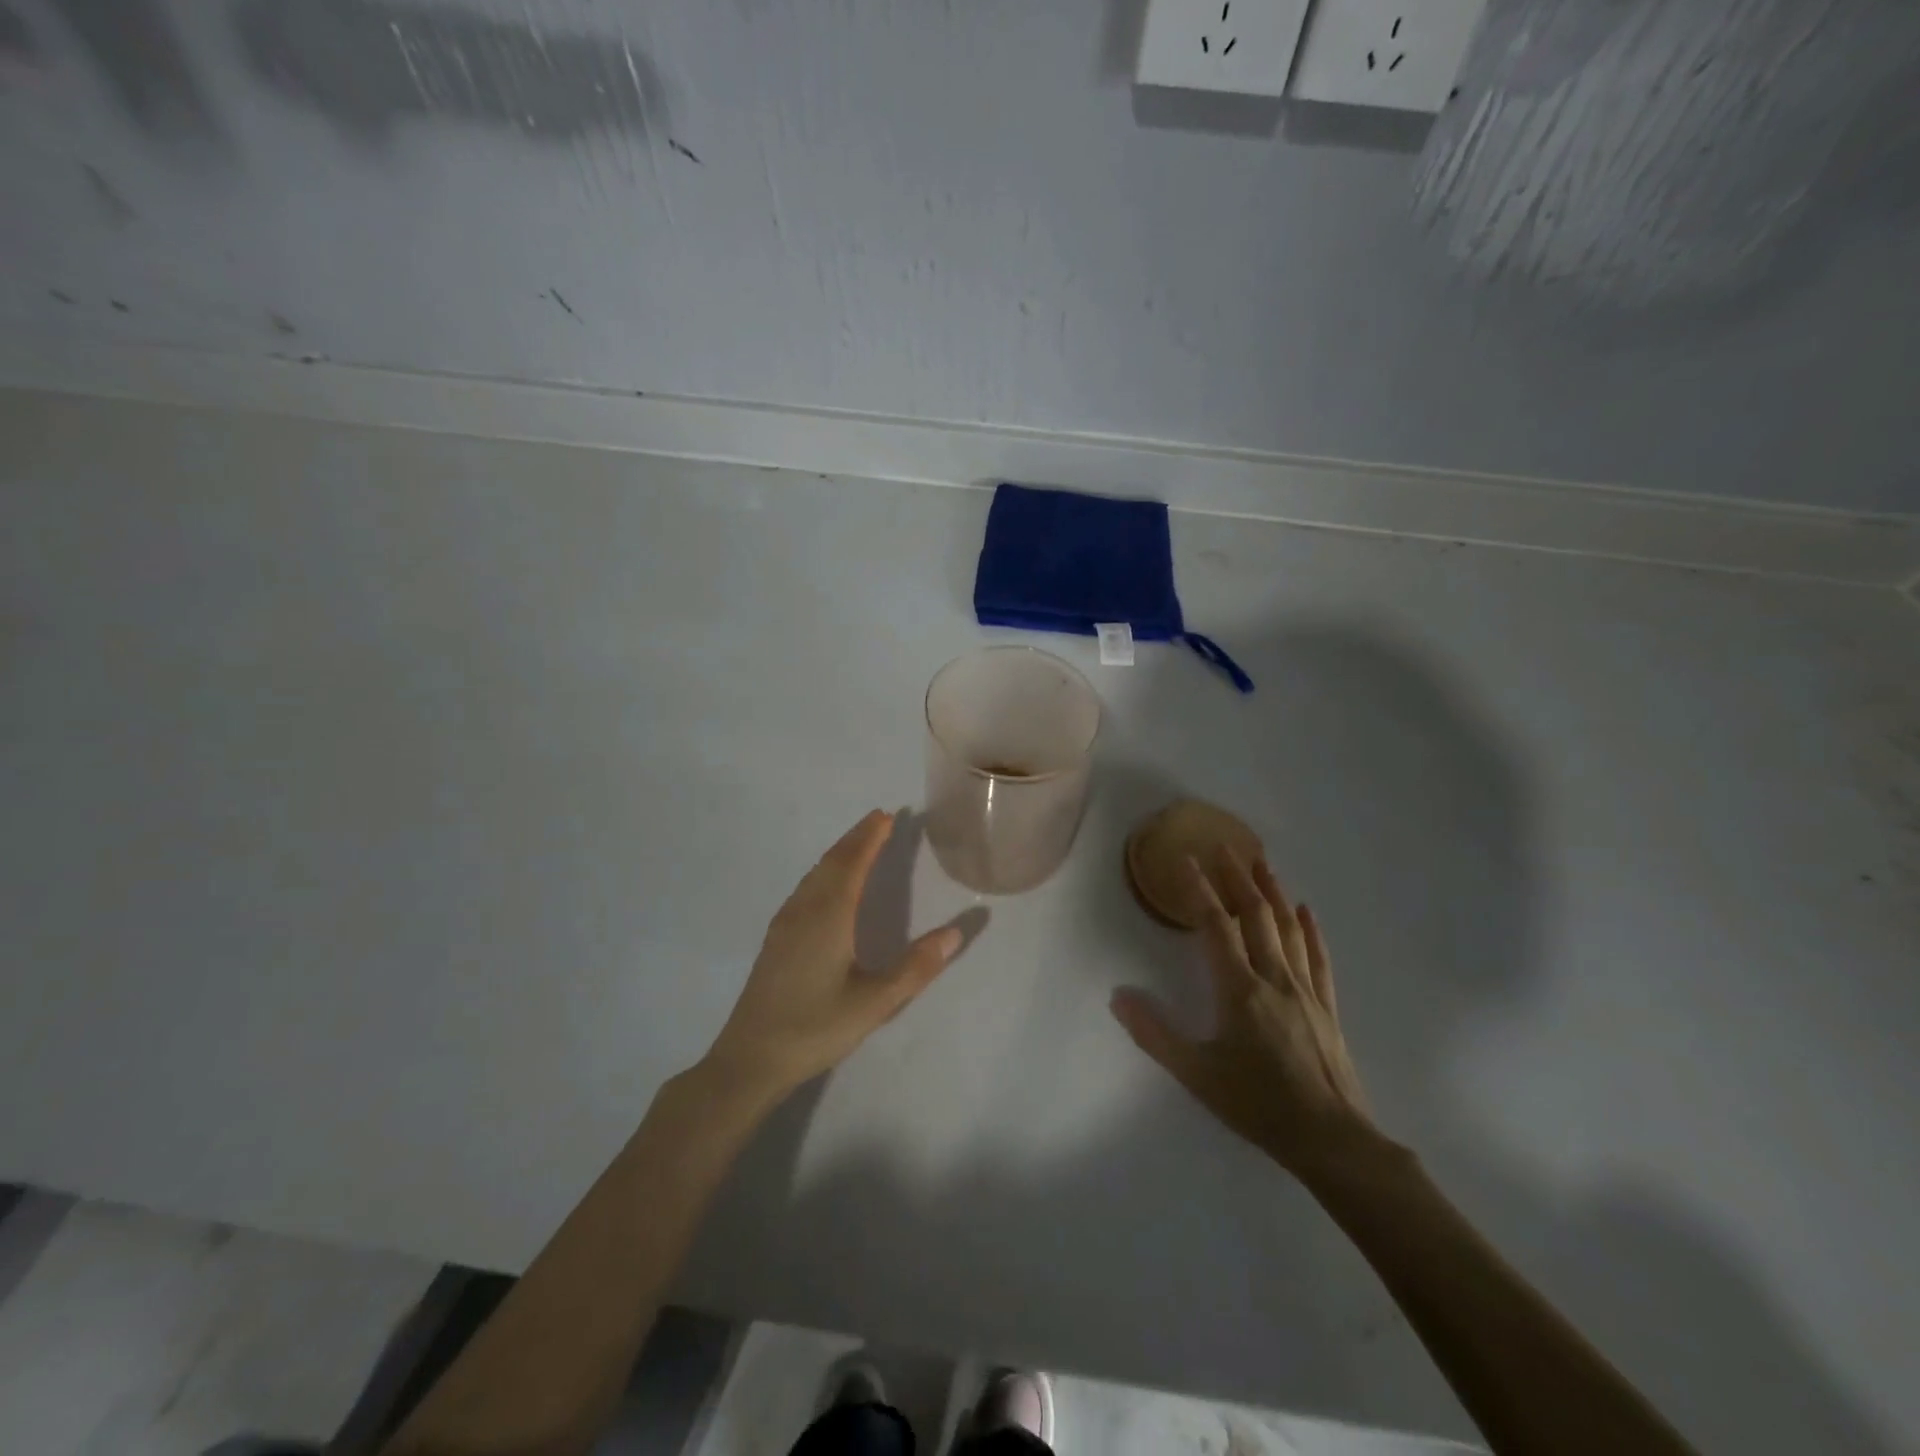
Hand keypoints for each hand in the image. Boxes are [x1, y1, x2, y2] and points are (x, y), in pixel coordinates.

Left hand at [703, 810, 963, 1103]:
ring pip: (814, 874)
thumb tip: (956, 932)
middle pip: (832, 861)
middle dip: (856, 838)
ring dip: (838, 852)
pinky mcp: (775, 939)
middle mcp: (805, 910)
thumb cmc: (816, 1028)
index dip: (870, 838)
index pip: (853, 863)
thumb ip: (916, 967)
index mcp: (829, 916)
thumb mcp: (875, 1003)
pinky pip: (804, 888)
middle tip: (878, 819)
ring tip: (858, 843)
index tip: (887, 815)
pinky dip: (823, 871)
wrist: (750, 1058)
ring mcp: (785, 923)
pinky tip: (825, 885)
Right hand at [1111, 849, 1382, 1181]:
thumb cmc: (1258, 1105)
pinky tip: (1307, 911)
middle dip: (1238, 877)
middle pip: (1257, 915)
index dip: (1200, 890)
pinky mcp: (1327, 1007)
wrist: (1332, 1140)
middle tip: (1225, 846)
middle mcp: (1274, 978)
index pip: (1216, 926)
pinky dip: (1311, 930)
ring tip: (1262, 863)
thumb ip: (1154, 1034)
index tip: (1186, 860)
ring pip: (1289, 929)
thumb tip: (1118, 996)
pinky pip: (1318, 958)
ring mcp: (1305, 991)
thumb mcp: (1197, 1074)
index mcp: (1240, 989)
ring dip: (1274, 892)